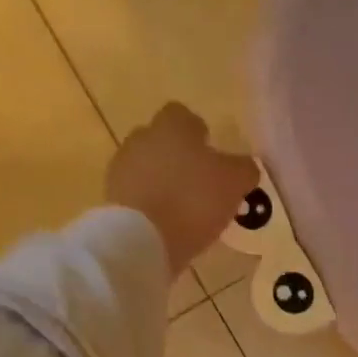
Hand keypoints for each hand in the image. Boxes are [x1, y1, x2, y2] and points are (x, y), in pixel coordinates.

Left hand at [105, 103, 259, 275]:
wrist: (142, 239)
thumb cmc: (194, 200)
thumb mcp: (235, 183)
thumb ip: (244, 169)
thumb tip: (244, 166)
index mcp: (172, 126)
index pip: (184, 117)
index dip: (199, 134)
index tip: (212, 156)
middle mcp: (142, 138)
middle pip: (163, 142)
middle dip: (180, 158)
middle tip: (201, 185)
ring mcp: (122, 168)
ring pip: (148, 168)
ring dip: (164, 183)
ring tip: (185, 210)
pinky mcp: (112, 199)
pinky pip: (138, 194)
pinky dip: (151, 204)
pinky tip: (167, 225)